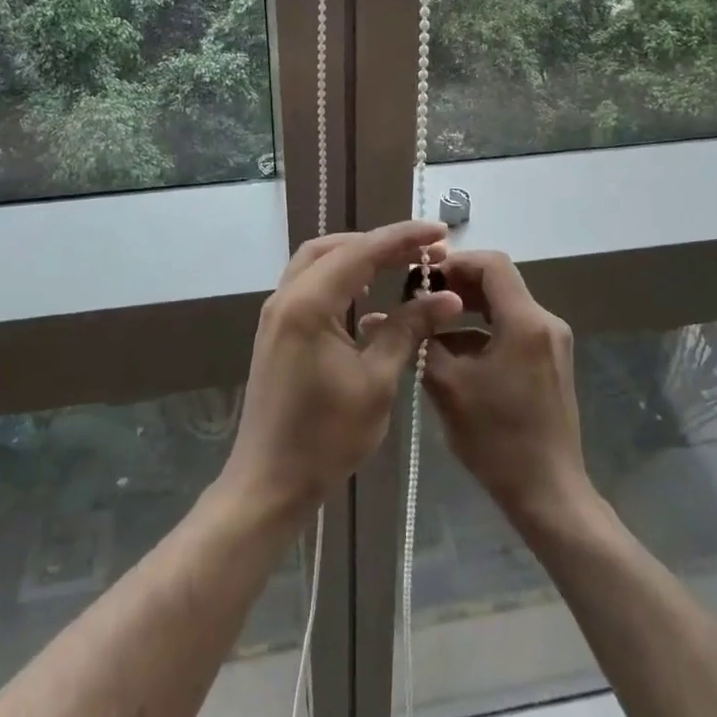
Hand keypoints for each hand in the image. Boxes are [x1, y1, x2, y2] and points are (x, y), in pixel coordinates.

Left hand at [222, 221, 462, 523]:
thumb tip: (447, 296)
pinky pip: (310, 284)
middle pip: (335, 247)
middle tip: (422, 252)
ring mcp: (277, 313)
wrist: (269, 483)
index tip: (440, 232)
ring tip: (399, 265)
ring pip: (318, 262)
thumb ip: (408, 330)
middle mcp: (287, 297)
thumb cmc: (327, 437)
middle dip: (379, 243)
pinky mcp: (277, 331)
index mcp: (309, 304)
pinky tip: (366, 296)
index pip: (362, 251)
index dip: (404, 238)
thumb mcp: (377, 381)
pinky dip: (340, 277)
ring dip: (358, 256)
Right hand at [423, 250, 593, 527]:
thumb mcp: (448, 386)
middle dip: (457, 286)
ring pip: (503, 307)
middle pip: (498, 282)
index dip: (455, 262)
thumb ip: (418, 343)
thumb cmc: (497, 439)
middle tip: (419, 300)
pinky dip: (482, 332)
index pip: (492, 264)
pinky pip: (512, 330)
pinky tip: (453, 354)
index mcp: (526, 321)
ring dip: (467, 310)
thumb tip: (377, 317)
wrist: (548, 493)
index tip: (422, 278)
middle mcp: (545, 322)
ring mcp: (551, 342)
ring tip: (429, 327)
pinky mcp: (549, 361)